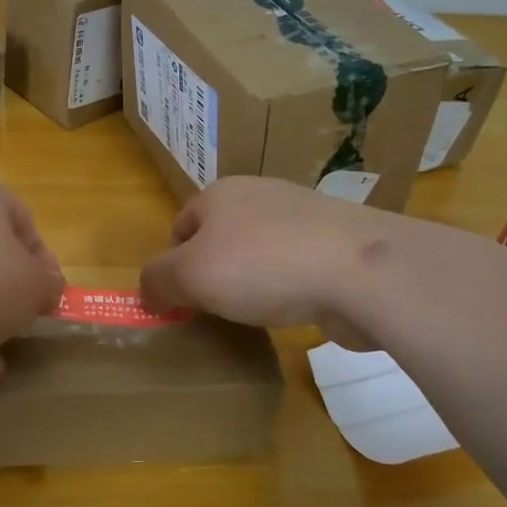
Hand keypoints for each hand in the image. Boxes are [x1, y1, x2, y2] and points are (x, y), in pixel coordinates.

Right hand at [139, 176, 390, 345]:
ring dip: (252, 283)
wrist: (361, 270)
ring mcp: (304, 216)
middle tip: (216, 311)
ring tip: (257, 313)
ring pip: (259, 253)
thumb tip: (146, 293)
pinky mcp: (337, 243)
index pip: (180, 227)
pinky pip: (296, 267)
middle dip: (214, 275)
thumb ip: (157, 281)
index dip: (174, 266)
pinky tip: (295, 309)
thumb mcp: (190, 275)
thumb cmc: (262, 265)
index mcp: (220, 193)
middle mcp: (260, 195)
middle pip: (220, 239)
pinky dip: (289, 289)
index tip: (183, 302)